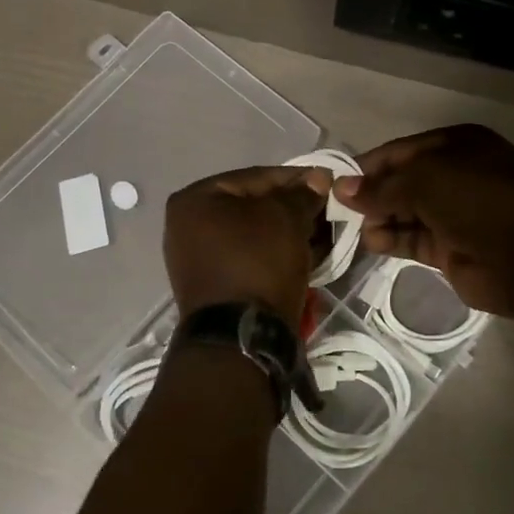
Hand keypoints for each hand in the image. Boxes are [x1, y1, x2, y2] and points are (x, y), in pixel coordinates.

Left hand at [164, 164, 332, 320]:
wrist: (241, 337)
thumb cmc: (258, 263)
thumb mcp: (286, 219)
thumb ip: (301, 194)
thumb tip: (317, 179)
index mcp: (194, 200)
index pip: (254, 177)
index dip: (295, 177)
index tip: (327, 181)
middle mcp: (186, 226)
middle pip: (252, 206)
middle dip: (292, 208)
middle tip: (327, 210)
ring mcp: (197, 259)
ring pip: (253, 235)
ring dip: (287, 232)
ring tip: (322, 233)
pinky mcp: (213, 286)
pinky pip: (249, 259)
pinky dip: (275, 254)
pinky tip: (304, 254)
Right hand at [337, 125, 513, 319]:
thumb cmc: (477, 201)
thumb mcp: (424, 181)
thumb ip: (381, 187)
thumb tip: (342, 188)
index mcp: (458, 145)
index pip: (402, 151)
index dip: (370, 165)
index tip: (337, 180)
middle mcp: (456, 175)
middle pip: (403, 182)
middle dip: (373, 194)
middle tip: (339, 208)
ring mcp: (455, 213)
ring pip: (406, 212)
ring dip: (380, 218)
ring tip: (356, 227)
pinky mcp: (451, 247)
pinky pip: (413, 239)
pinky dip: (391, 239)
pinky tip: (372, 241)